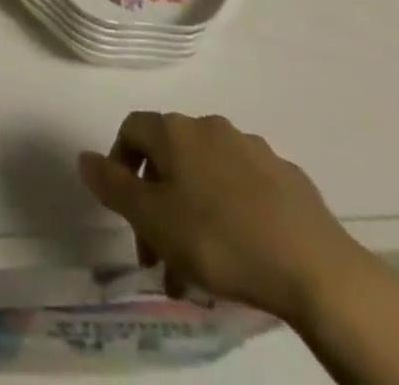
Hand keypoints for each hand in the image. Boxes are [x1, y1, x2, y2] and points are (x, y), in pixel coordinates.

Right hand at [79, 113, 374, 327]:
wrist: (314, 266)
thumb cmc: (220, 240)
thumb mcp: (153, 219)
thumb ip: (113, 186)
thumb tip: (84, 156)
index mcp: (176, 131)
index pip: (132, 128)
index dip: (119, 162)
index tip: (122, 208)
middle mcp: (210, 126)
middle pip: (170, 156)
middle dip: (157, 202)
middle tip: (157, 255)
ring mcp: (252, 148)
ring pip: (207, 175)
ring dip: (192, 212)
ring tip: (197, 270)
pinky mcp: (286, 177)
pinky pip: (243, 187)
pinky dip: (230, 211)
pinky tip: (240, 252)